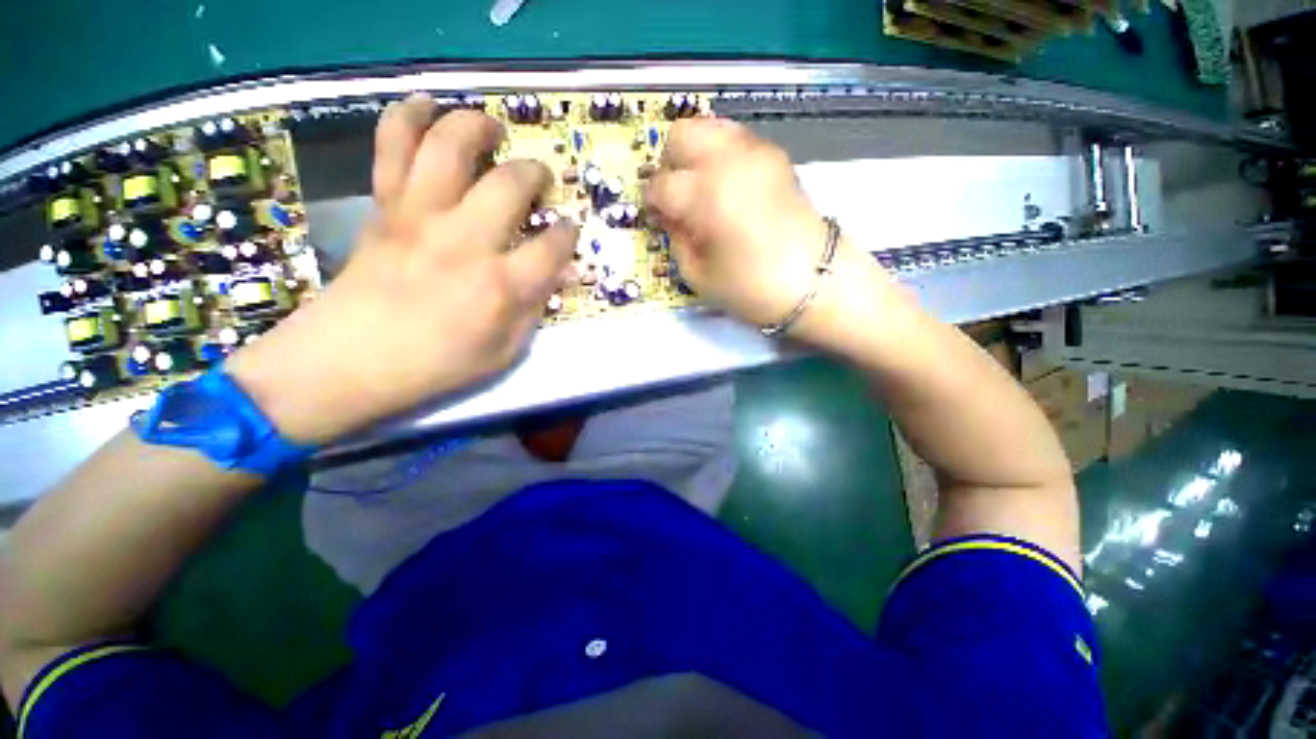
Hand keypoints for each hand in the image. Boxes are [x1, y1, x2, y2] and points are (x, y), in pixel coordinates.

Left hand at [227, 95, 577, 443]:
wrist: (350, 360)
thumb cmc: (438, 365)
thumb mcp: (505, 351)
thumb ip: (536, 308)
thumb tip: (562, 273)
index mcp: (501, 285)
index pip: (553, 245)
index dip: (569, 234)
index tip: (569, 231)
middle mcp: (465, 240)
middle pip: (511, 183)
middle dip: (536, 175)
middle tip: (539, 181)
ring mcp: (420, 215)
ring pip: (452, 145)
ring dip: (478, 127)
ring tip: (492, 129)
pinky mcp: (386, 206)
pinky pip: (393, 144)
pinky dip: (410, 115)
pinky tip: (429, 106)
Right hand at [645, 118, 891, 342]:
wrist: (815, 281)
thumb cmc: (752, 288)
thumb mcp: (699, 276)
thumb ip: (676, 239)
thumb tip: (669, 216)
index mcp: (706, 196)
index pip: (661, 185)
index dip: (652, 202)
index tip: (655, 217)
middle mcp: (729, 161)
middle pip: (680, 135)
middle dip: (669, 163)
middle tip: (674, 195)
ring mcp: (755, 152)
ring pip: (708, 127)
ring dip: (694, 153)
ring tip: (698, 186)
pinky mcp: (775, 155)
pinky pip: (735, 138)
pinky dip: (719, 153)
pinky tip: (724, 183)